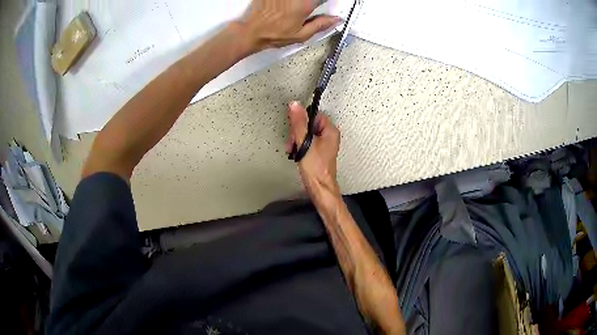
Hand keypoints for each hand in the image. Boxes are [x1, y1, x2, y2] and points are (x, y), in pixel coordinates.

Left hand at [238, 0, 339, 51]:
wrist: (251, 32)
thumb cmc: (274, 34)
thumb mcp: (301, 35)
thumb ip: (321, 25)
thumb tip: (336, 19)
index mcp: (305, 4)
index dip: (324, 2)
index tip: (323, 5)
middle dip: (311, 3)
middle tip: (306, 10)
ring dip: (300, 2)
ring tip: (292, 11)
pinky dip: (289, 1)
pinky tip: (285, 7)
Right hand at [285, 101, 340, 202]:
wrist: (319, 187)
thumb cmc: (315, 168)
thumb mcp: (304, 142)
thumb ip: (299, 123)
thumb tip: (295, 105)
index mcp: (330, 131)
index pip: (314, 115)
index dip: (302, 120)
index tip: (295, 129)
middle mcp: (329, 136)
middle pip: (309, 124)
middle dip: (297, 132)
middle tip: (293, 142)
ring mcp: (324, 145)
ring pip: (306, 134)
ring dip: (296, 140)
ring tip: (293, 150)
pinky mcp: (318, 152)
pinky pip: (307, 143)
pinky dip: (299, 147)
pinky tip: (295, 153)